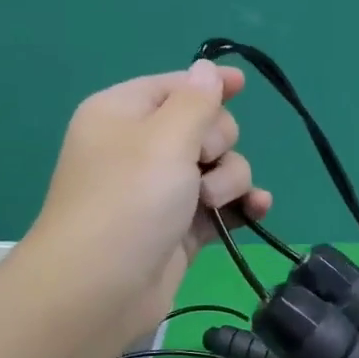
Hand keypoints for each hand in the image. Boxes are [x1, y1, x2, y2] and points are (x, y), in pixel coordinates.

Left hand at [29, 59, 271, 342]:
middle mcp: (142, 148)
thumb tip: (207, 68)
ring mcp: (164, 191)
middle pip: (206, 126)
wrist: (101, 288)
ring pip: (221, 167)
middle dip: (217, 143)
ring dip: (230, 181)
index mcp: (124, 114)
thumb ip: (196, 102)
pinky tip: (257, 210)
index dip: (209, 85)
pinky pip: (224, 205)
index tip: (241, 85)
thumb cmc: (129, 201)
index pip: (176, 86)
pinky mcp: (182, 227)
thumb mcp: (164, 139)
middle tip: (201, 164)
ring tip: (212, 204)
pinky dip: (241, 206)